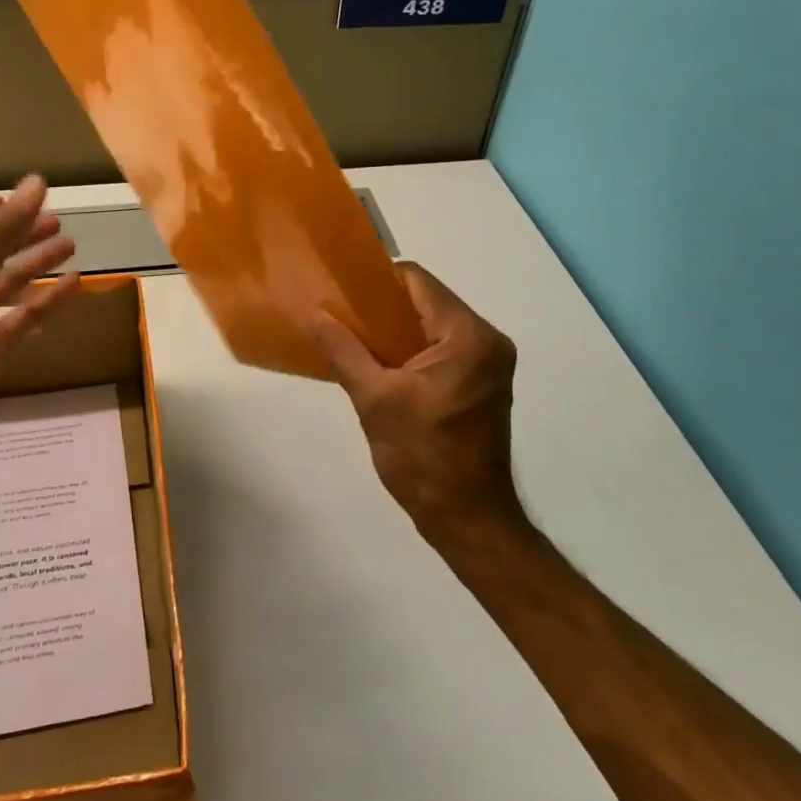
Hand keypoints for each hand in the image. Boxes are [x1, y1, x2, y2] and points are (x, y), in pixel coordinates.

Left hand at [0, 175, 80, 457]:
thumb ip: (3, 226)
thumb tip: (37, 181)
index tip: (19, 198)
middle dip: (20, 234)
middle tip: (57, 221)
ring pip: (10, 282)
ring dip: (37, 263)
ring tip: (71, 245)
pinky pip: (25, 317)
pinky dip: (48, 300)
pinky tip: (75, 284)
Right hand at [307, 262, 523, 545]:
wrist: (468, 520)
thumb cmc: (423, 458)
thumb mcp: (374, 400)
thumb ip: (343, 349)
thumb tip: (312, 312)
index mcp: (468, 336)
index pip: (417, 281)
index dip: (375, 281)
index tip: (338, 292)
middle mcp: (487, 339)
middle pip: (425, 300)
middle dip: (380, 307)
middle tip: (338, 316)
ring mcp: (488, 362)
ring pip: (431, 325)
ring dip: (393, 330)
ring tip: (351, 339)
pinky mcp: (482, 382)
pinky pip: (441, 348)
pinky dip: (410, 350)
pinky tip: (378, 364)